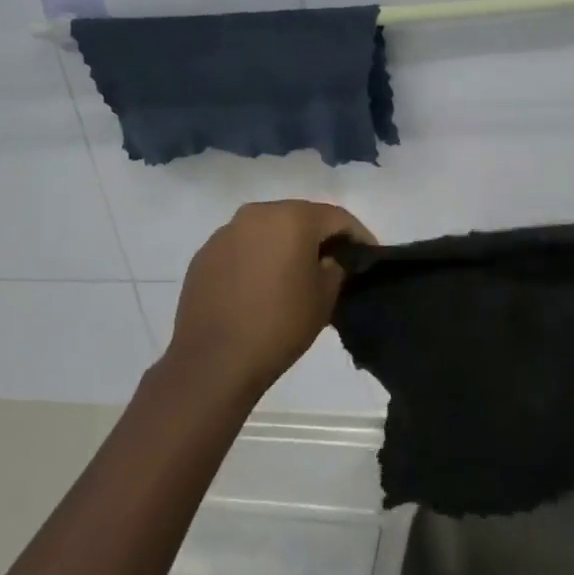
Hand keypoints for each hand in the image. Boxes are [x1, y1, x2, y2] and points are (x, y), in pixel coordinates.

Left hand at [166, 200, 374, 402]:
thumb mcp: (325, 297)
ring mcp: (226, 232)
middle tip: (334, 260)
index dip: (358, 235)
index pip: (337, 217)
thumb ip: (336, 266)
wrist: (214, 361)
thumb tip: (331, 258)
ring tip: (296, 272)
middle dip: (319, 235)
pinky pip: (243, 247)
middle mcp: (256, 213)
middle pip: (299, 216)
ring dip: (286, 244)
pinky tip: (262, 284)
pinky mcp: (205, 254)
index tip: (368, 255)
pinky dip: (258, 257)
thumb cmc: (280, 325)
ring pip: (268, 229)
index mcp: (292, 218)